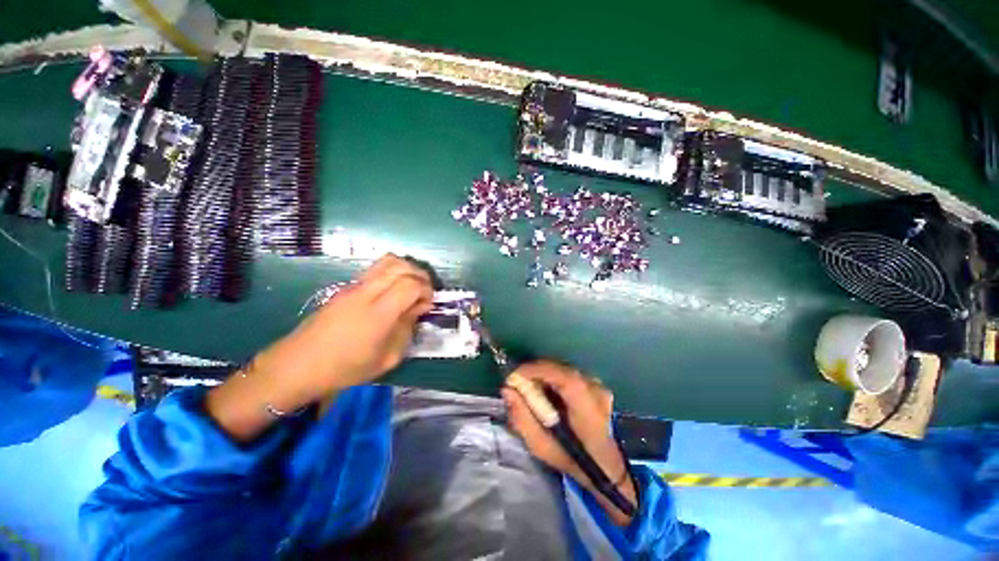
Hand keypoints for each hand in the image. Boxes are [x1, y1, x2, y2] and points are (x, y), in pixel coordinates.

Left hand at [206, 254, 432, 441]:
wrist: (299, 365)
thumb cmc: (345, 368)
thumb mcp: (387, 358)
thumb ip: (407, 330)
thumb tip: (418, 309)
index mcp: (379, 314)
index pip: (411, 285)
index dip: (426, 290)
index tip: (428, 305)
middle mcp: (367, 293)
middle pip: (401, 267)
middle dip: (420, 275)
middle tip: (425, 292)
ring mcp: (354, 287)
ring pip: (387, 261)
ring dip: (407, 269)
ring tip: (412, 285)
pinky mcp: (346, 287)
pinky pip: (376, 269)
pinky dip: (393, 272)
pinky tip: (394, 289)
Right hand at [502, 361, 636, 525]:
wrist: (603, 465)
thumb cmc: (571, 459)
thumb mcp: (541, 447)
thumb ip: (522, 418)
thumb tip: (507, 390)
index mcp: (587, 409)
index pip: (563, 377)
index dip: (536, 370)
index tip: (514, 375)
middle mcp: (596, 391)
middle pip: (561, 369)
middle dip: (535, 371)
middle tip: (517, 382)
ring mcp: (598, 385)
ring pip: (563, 369)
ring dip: (543, 373)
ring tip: (530, 386)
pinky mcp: (595, 383)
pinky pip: (569, 372)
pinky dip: (553, 376)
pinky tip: (546, 389)